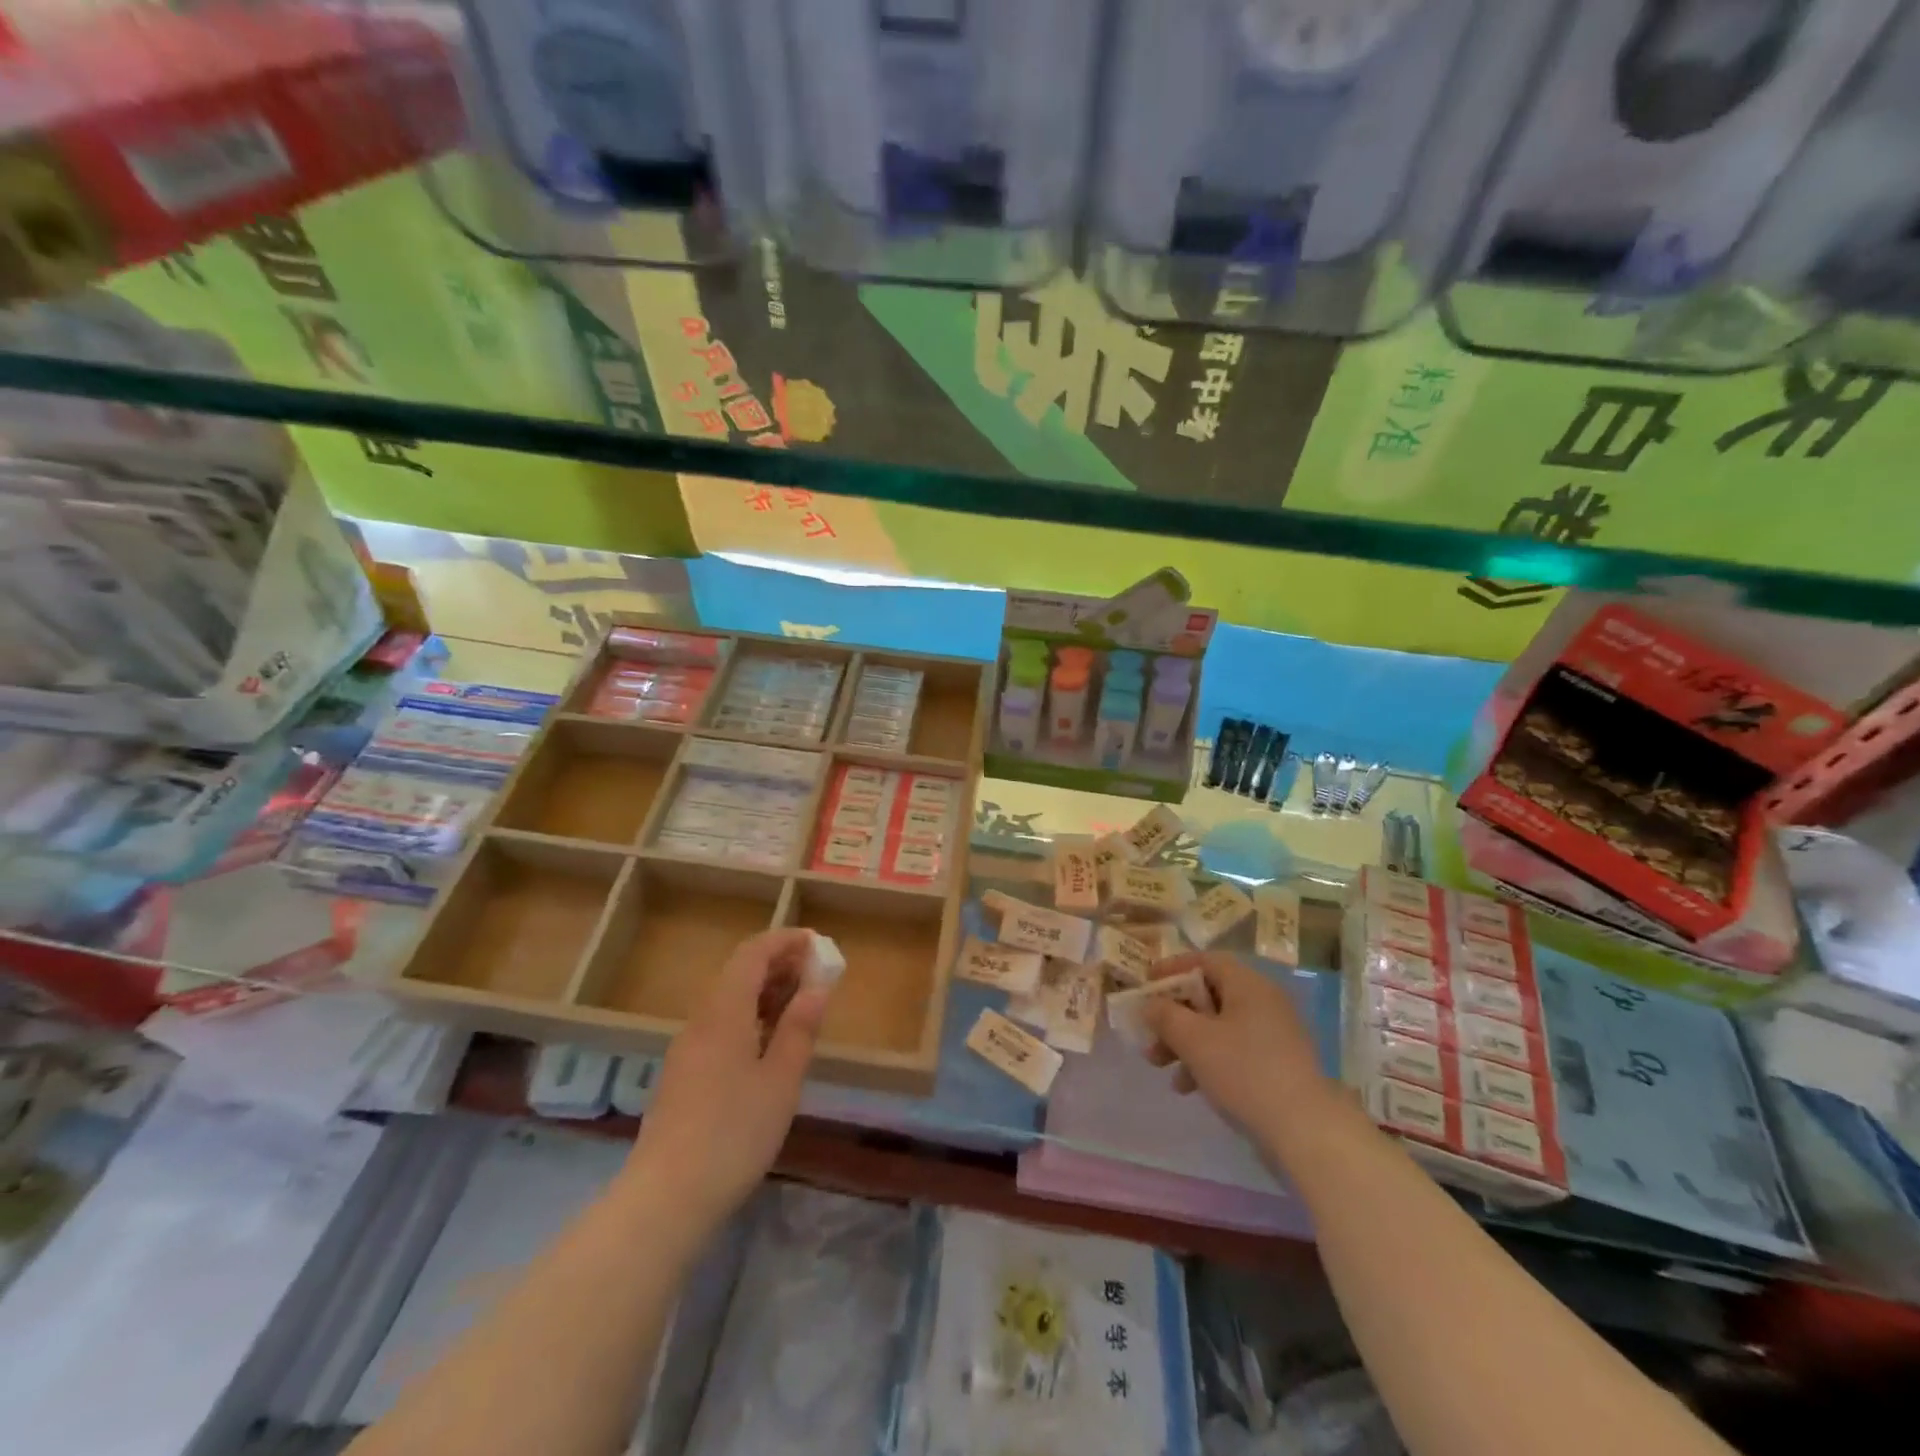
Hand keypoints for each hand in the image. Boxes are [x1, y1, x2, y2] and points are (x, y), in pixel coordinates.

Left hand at [629, 928, 832, 1227]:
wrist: (665, 1199)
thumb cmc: (733, 1133)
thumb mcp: (781, 1080)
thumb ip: (800, 1028)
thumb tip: (817, 986)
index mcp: (724, 1012)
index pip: (753, 954)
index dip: (784, 941)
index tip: (817, 943)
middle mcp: (701, 1020)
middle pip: (738, 973)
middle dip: (778, 964)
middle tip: (816, 974)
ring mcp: (687, 1049)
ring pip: (729, 1000)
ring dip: (765, 992)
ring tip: (800, 1005)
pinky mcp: (684, 1075)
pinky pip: (720, 1025)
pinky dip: (750, 1017)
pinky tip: (769, 1043)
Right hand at [1142, 951, 1335, 1142]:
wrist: (1306, 1130)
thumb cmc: (1244, 1071)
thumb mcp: (1194, 1040)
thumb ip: (1165, 1015)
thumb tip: (1149, 1003)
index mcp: (1247, 984)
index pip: (1203, 961)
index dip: (1170, 969)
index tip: (1145, 985)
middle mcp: (1262, 1000)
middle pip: (1207, 995)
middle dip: (1173, 1014)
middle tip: (1148, 1033)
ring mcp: (1273, 1033)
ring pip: (1217, 1025)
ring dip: (1185, 1041)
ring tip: (1160, 1066)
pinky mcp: (1276, 1063)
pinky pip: (1233, 1049)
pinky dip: (1207, 1060)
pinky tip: (1189, 1086)